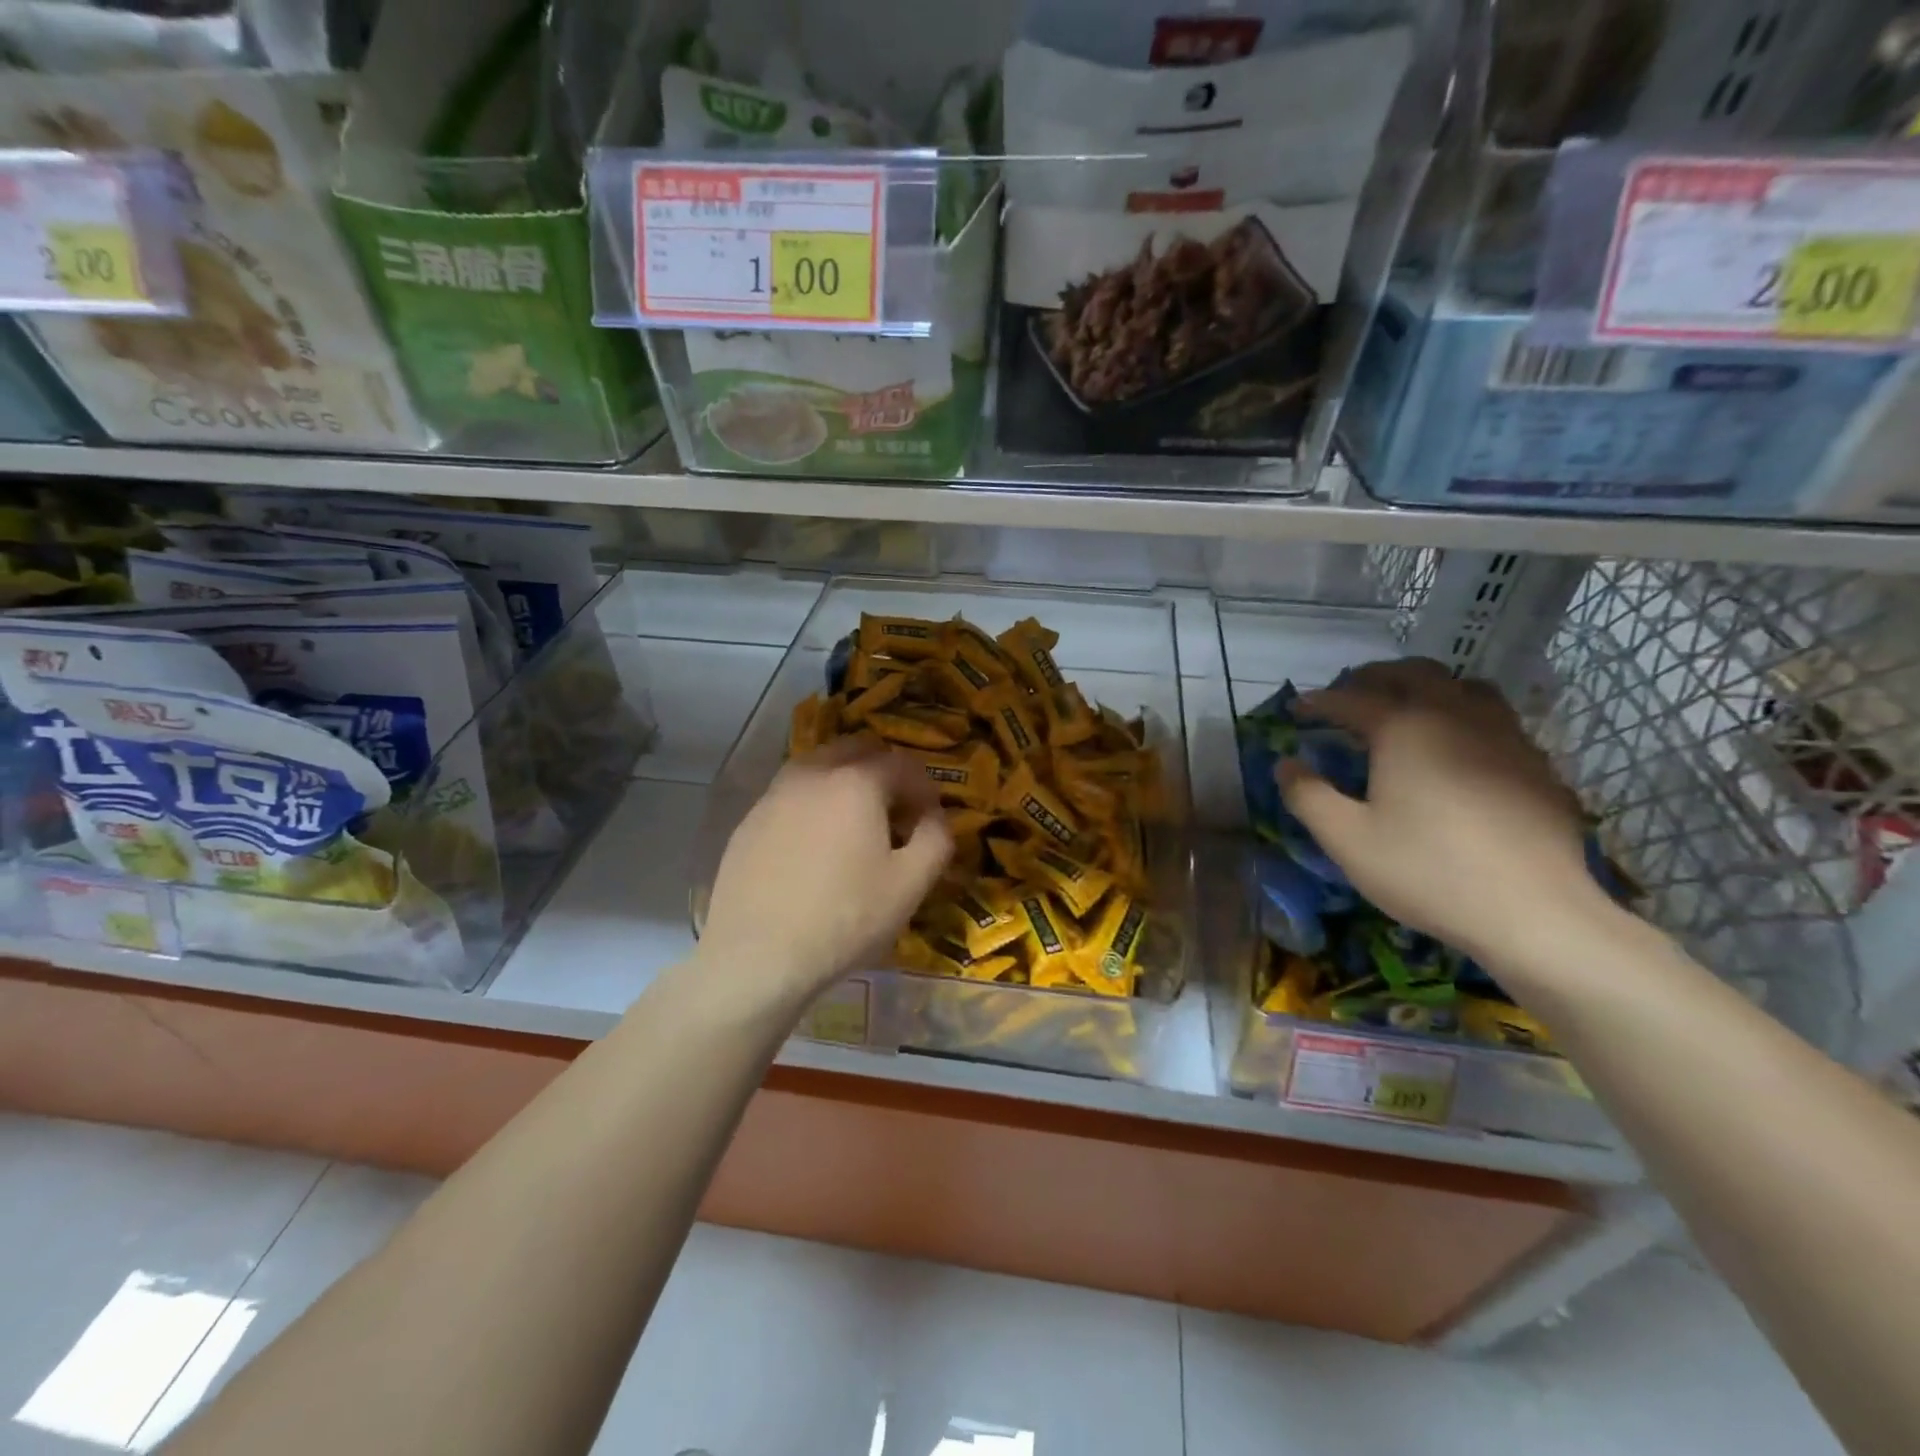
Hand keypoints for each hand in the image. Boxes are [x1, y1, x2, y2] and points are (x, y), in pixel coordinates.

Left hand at [698, 738, 951, 1011]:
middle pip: (856, 749)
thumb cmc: (844, 919)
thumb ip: (936, 839)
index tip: (930, 821)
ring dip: (845, 782)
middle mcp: (812, 774)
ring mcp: (774, 795)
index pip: (903, 764)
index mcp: (856, 781)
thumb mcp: (910, 885)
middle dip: (884, 771)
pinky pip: (791, 795)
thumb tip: (935, 817)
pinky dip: (813, 804)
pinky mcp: (749, 821)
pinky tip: (814, 847)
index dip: (925, 789)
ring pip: (819, 767)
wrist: (757, 957)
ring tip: (854, 825)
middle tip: (896, 813)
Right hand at [1277, 659, 1614, 970]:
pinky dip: (1462, 716)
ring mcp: (1505, 736)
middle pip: (1413, 674)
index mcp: (1405, 728)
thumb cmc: (1428, 871)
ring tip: (1405, 708)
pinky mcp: (1536, 764)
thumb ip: (1307, 796)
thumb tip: (1286, 764)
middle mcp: (1456, 716)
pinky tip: (1456, 750)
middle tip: (1348, 695)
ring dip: (1426, 687)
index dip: (1318, 702)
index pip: (1351, 699)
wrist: (1535, 912)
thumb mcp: (1347, 839)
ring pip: (1463, 687)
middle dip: (1373, 678)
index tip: (1294, 709)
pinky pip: (1494, 719)